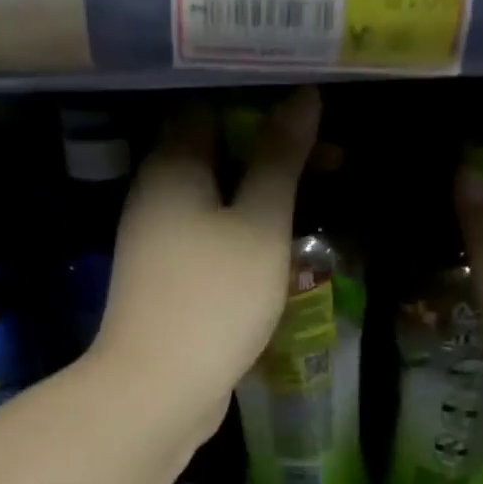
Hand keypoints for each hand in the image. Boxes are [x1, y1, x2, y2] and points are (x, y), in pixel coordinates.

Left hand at [93, 88, 320, 437]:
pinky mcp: (165, 282)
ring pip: (212, 200)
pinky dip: (240, 233)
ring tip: (312, 199)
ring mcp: (156, 242)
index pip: (209, 103)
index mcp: (171, 165)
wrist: (159, 387)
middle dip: (267, 151)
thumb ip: (280, 161)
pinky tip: (276, 246)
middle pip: (212, 152)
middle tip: (327, 158)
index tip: (309, 107)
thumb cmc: (215, 298)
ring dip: (257, 196)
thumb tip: (303, 96)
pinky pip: (207, 240)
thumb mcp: (260, 225)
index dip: (259, 99)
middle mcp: (154, 195)